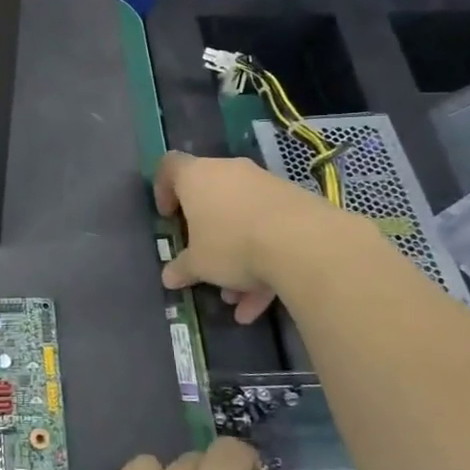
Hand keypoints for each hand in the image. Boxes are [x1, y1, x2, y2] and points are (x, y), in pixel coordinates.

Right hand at [154, 151, 341, 323]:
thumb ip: (182, 268)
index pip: (171, 167)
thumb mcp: (199, 264)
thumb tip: (169, 277)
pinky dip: (263, 261)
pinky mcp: (296, 203)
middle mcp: (230, 172)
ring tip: (235, 296)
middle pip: (211, 197)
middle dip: (206, 233)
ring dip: (237, 256)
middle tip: (202, 259)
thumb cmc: (232, 244)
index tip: (168, 217)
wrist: (305, 243)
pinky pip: (270, 229)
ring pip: (243, 219)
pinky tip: (261, 302)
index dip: (164, 189)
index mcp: (197, 177)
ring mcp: (265, 186)